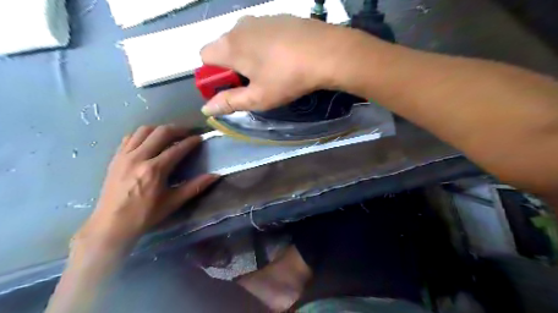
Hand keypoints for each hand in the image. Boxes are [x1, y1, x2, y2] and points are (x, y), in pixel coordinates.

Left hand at [75, 124, 218, 249]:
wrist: (111, 224)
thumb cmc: (145, 215)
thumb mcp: (173, 202)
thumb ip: (195, 186)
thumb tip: (215, 176)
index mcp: (154, 170)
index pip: (177, 148)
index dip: (191, 141)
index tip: (200, 138)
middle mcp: (139, 158)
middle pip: (160, 133)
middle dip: (177, 129)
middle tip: (187, 133)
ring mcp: (124, 156)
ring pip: (144, 130)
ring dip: (160, 129)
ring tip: (170, 134)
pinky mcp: (115, 158)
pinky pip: (130, 137)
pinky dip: (143, 134)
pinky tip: (150, 141)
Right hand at [201, 15, 346, 114]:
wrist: (326, 52)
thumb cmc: (287, 78)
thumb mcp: (258, 97)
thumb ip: (229, 102)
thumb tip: (206, 109)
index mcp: (230, 46)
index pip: (204, 57)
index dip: (213, 75)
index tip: (232, 87)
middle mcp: (240, 26)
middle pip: (223, 46)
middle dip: (231, 65)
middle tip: (253, 83)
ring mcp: (260, 18)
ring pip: (243, 39)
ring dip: (248, 55)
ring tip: (271, 71)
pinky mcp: (278, 17)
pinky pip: (261, 32)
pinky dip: (264, 45)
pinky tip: (283, 57)